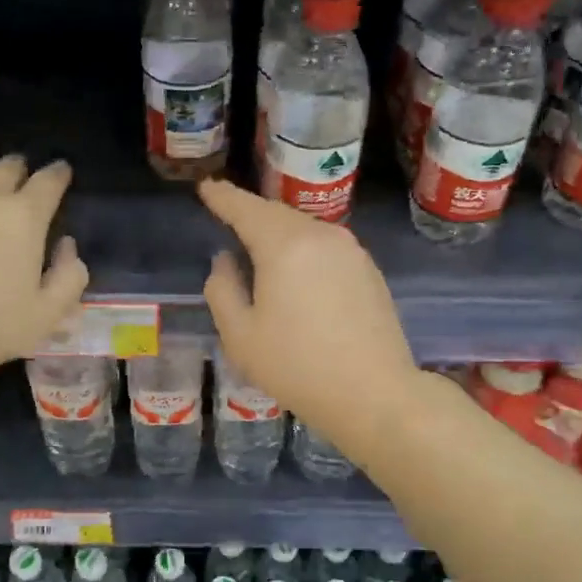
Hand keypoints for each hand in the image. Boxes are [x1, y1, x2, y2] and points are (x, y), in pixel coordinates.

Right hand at [199, 180, 419, 443]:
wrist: (374, 394)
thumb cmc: (297, 367)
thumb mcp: (240, 336)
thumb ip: (222, 290)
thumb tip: (225, 261)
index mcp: (285, 245)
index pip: (246, 208)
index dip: (222, 197)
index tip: (206, 187)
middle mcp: (321, 236)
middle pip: (276, 213)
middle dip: (250, 211)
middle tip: (226, 212)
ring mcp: (351, 251)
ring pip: (303, 228)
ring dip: (277, 230)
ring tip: (257, 242)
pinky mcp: (368, 269)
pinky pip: (325, 245)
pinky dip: (302, 247)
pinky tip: (294, 268)